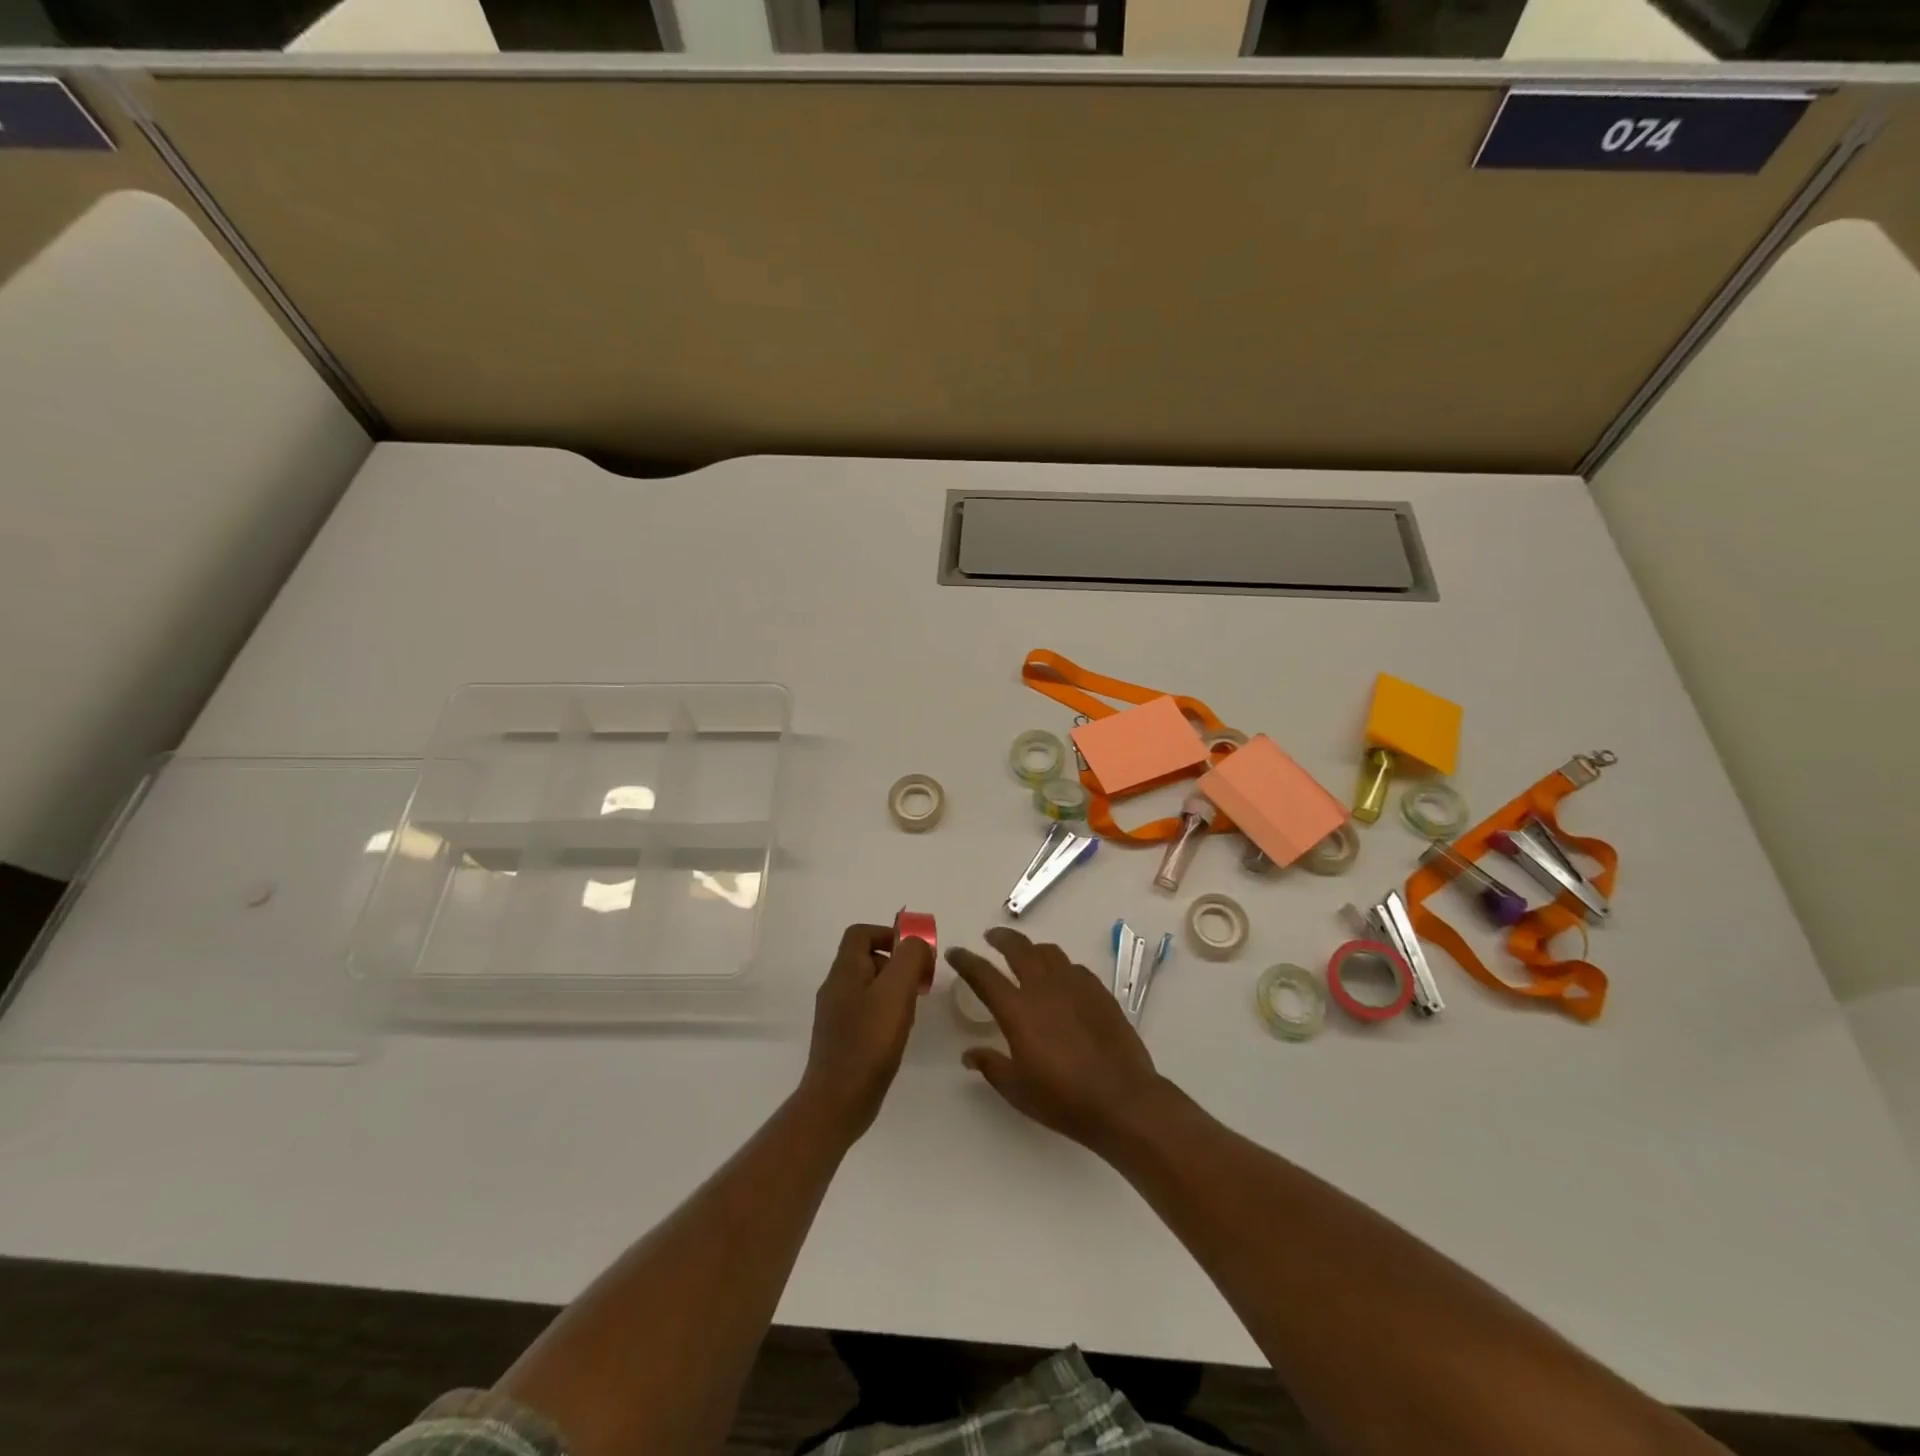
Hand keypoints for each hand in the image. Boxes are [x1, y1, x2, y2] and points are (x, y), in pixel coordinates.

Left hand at [799, 923, 927, 1139]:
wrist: (838, 1101)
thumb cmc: (869, 1041)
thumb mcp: (896, 991)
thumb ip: (909, 958)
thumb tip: (915, 943)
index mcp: (845, 970)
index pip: (860, 933)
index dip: (888, 933)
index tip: (914, 953)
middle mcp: (836, 987)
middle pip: (867, 957)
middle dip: (897, 963)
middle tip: (920, 983)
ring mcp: (836, 1014)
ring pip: (869, 985)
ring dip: (894, 989)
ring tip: (912, 1010)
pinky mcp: (842, 1037)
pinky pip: (866, 1010)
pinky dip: (886, 1012)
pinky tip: (899, 1032)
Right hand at [947, 927, 1166, 1151]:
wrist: (1122, 1099)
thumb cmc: (1063, 1099)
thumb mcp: (1017, 1090)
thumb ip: (991, 1066)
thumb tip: (969, 1054)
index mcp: (1018, 1010)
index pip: (983, 975)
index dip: (966, 960)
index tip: (955, 953)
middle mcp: (1044, 988)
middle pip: (1018, 948)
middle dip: (1001, 938)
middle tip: (991, 937)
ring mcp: (1075, 986)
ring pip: (1049, 952)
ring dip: (1032, 948)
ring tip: (1026, 954)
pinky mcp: (1099, 992)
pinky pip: (1074, 968)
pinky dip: (1060, 966)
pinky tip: (1062, 979)